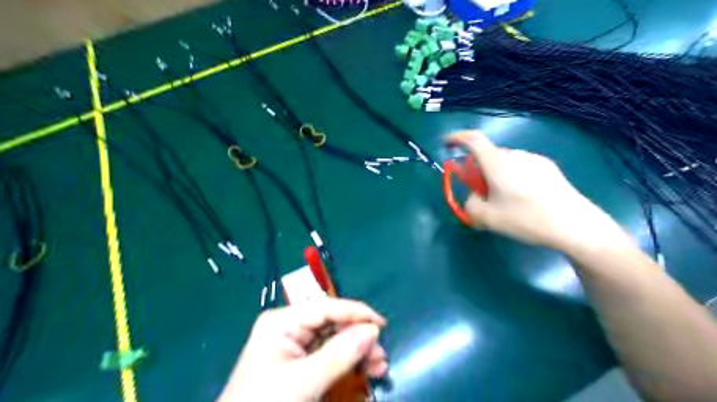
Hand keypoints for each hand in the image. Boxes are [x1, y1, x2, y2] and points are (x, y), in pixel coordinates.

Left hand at [219, 298, 389, 401]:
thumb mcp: (304, 381)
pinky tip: (364, 371)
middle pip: (332, 324)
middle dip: (358, 338)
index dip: (356, 312)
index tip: (382, 324)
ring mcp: (293, 345)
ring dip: (357, 352)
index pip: (327, 307)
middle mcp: (289, 327)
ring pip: (334, 340)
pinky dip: (347, 363)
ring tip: (378, 367)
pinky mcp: (298, 363)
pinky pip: (328, 356)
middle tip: (380, 357)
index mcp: (283, 321)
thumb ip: (340, 354)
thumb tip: (373, 330)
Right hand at [446, 131, 628, 252]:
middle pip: (488, 155)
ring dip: (496, 175)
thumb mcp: (487, 218)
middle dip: (478, 170)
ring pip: (504, 163)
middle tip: (480, 192)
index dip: (457, 138)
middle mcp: (514, 155)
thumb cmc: (526, 218)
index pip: (473, 139)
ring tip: (504, 201)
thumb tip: (474, 197)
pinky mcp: (548, 168)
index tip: (447, 143)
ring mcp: (533, 159)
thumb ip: (470, 205)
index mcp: (497, 163)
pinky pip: (520, 167)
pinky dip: (512, 177)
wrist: (574, 225)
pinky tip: (524, 199)